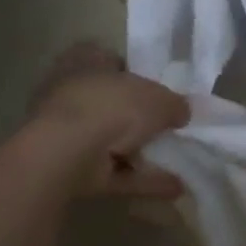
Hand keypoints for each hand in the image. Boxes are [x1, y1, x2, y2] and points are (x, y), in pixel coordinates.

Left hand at [21, 44, 189, 199]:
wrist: (65, 155)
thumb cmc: (112, 107)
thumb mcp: (161, 99)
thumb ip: (175, 104)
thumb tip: (181, 113)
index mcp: (85, 61)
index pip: (107, 58)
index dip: (131, 70)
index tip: (154, 84)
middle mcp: (70, 93)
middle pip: (110, 102)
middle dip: (137, 116)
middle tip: (168, 124)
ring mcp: (66, 134)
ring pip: (110, 140)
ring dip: (141, 152)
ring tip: (179, 160)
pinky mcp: (69, 168)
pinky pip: (112, 171)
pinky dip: (140, 179)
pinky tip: (174, 186)